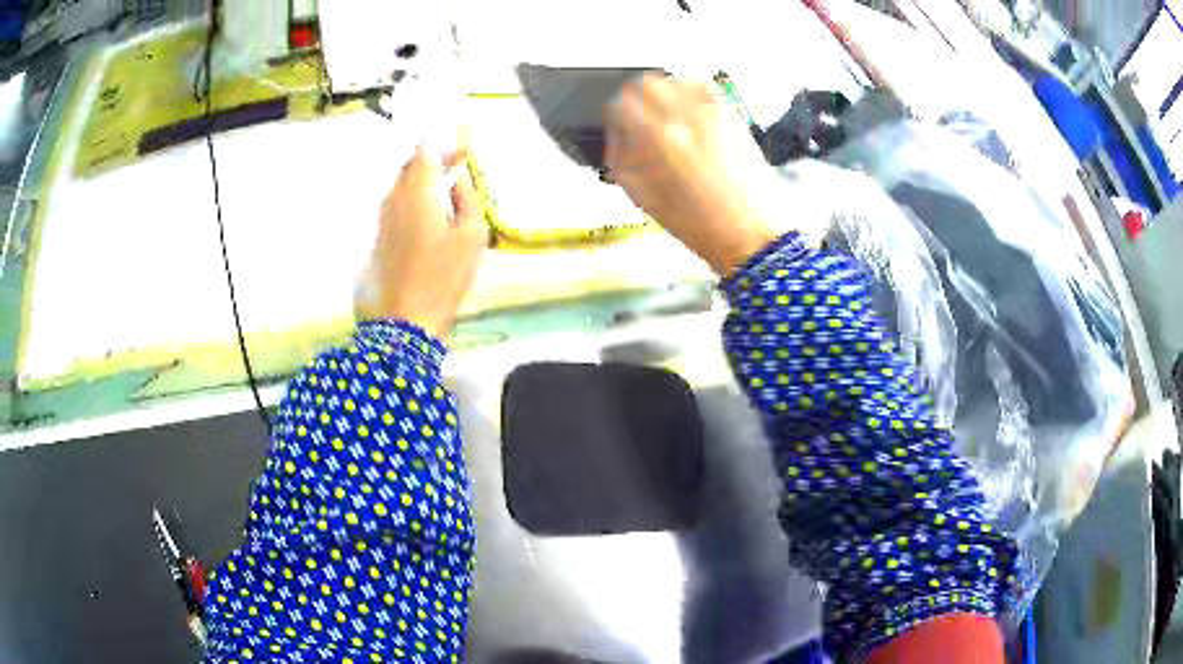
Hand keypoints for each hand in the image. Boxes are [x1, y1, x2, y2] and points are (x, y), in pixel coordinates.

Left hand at [356, 143, 487, 338]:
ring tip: (445, 190)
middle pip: (410, 167)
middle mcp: (394, 198)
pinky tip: (429, 214)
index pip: (424, 152)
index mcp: (417, 191)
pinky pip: (397, 206)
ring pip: (401, 187)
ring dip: (422, 182)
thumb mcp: (472, 237)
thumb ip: (468, 200)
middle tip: (456, 168)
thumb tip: (459, 179)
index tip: (462, 152)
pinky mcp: (380, 237)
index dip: (443, 147)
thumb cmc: (443, 276)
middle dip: (432, 162)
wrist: (406, 321)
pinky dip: (413, 201)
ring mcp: (383, 218)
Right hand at [605, 74, 781, 274]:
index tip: (618, 130)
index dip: (614, 118)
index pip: (620, 105)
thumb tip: (615, 136)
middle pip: (646, 83)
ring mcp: (712, 109)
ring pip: (674, 80)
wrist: (752, 230)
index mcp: (658, 138)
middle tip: (639, 122)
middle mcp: (684, 114)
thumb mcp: (643, 198)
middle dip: (636, 100)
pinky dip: (689, 93)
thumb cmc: (697, 224)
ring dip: (663, 95)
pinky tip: (689, 115)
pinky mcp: (733, 112)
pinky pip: (702, 86)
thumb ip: (621, 160)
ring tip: (666, 120)